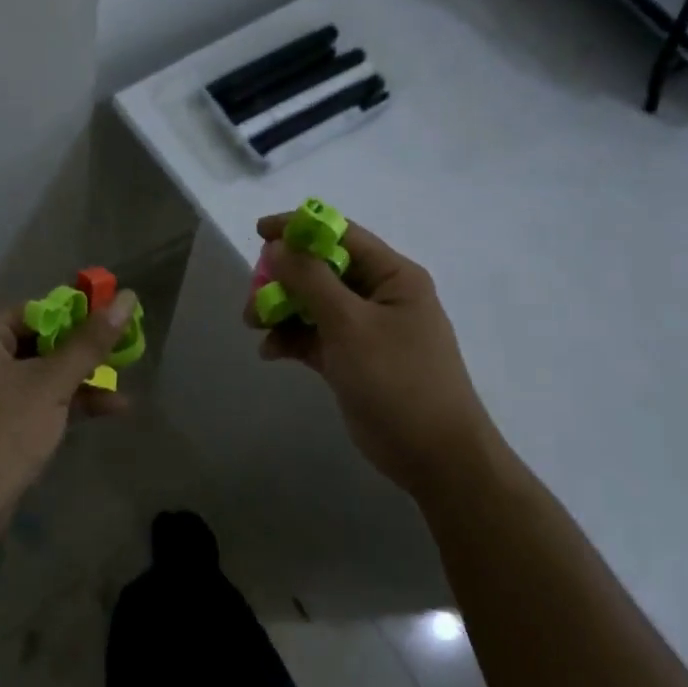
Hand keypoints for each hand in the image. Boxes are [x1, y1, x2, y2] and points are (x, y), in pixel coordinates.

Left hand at [0, 292, 137, 525]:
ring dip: (76, 384)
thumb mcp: (53, 383)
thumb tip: (127, 297)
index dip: (78, 320)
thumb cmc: (3, 433)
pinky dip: (57, 404)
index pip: (35, 312)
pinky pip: (24, 400)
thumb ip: (91, 342)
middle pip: (36, 343)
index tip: (115, 328)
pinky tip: (104, 411)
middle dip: (81, 357)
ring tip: (122, 392)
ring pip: (33, 375)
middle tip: (123, 358)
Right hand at [246, 214, 488, 494]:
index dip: (299, 229)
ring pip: (314, 305)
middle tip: (254, 297)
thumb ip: (310, 280)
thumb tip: (277, 246)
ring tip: (254, 326)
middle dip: (284, 279)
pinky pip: (315, 337)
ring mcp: (366, 330)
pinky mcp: (352, 360)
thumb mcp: (350, 324)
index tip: (259, 232)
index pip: (341, 235)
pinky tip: (270, 353)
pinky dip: (291, 339)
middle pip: (322, 271)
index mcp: (392, 276)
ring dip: (282, 310)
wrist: (433, 456)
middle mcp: (380, 295)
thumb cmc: (397, 379)